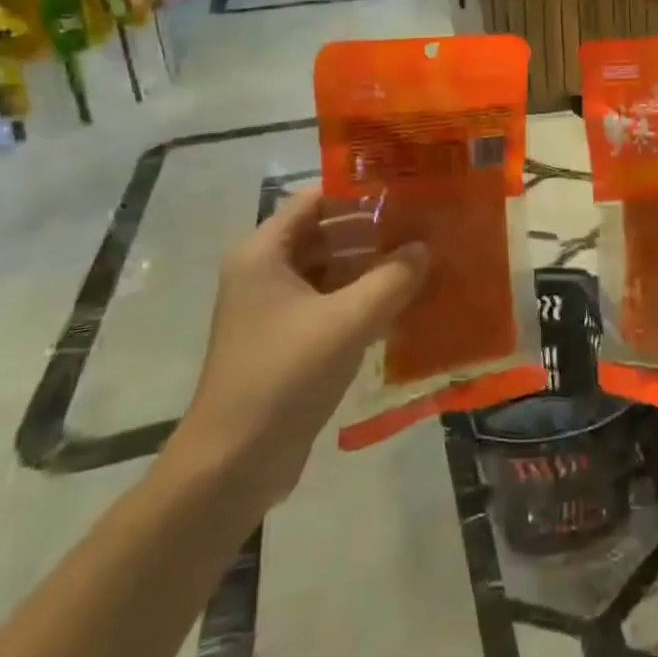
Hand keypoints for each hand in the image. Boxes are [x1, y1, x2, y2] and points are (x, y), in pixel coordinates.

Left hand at [177, 187, 426, 502]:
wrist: (233, 463)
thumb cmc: (285, 375)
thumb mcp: (348, 321)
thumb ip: (392, 279)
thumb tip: (424, 249)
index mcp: (264, 253)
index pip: (314, 202)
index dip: (357, 194)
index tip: (403, 193)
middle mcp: (264, 273)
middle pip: (323, 235)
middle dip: (371, 232)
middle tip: (422, 228)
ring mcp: (273, 310)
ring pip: (328, 272)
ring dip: (369, 268)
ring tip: (419, 262)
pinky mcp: (285, 342)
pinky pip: (328, 305)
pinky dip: (359, 300)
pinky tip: (400, 305)